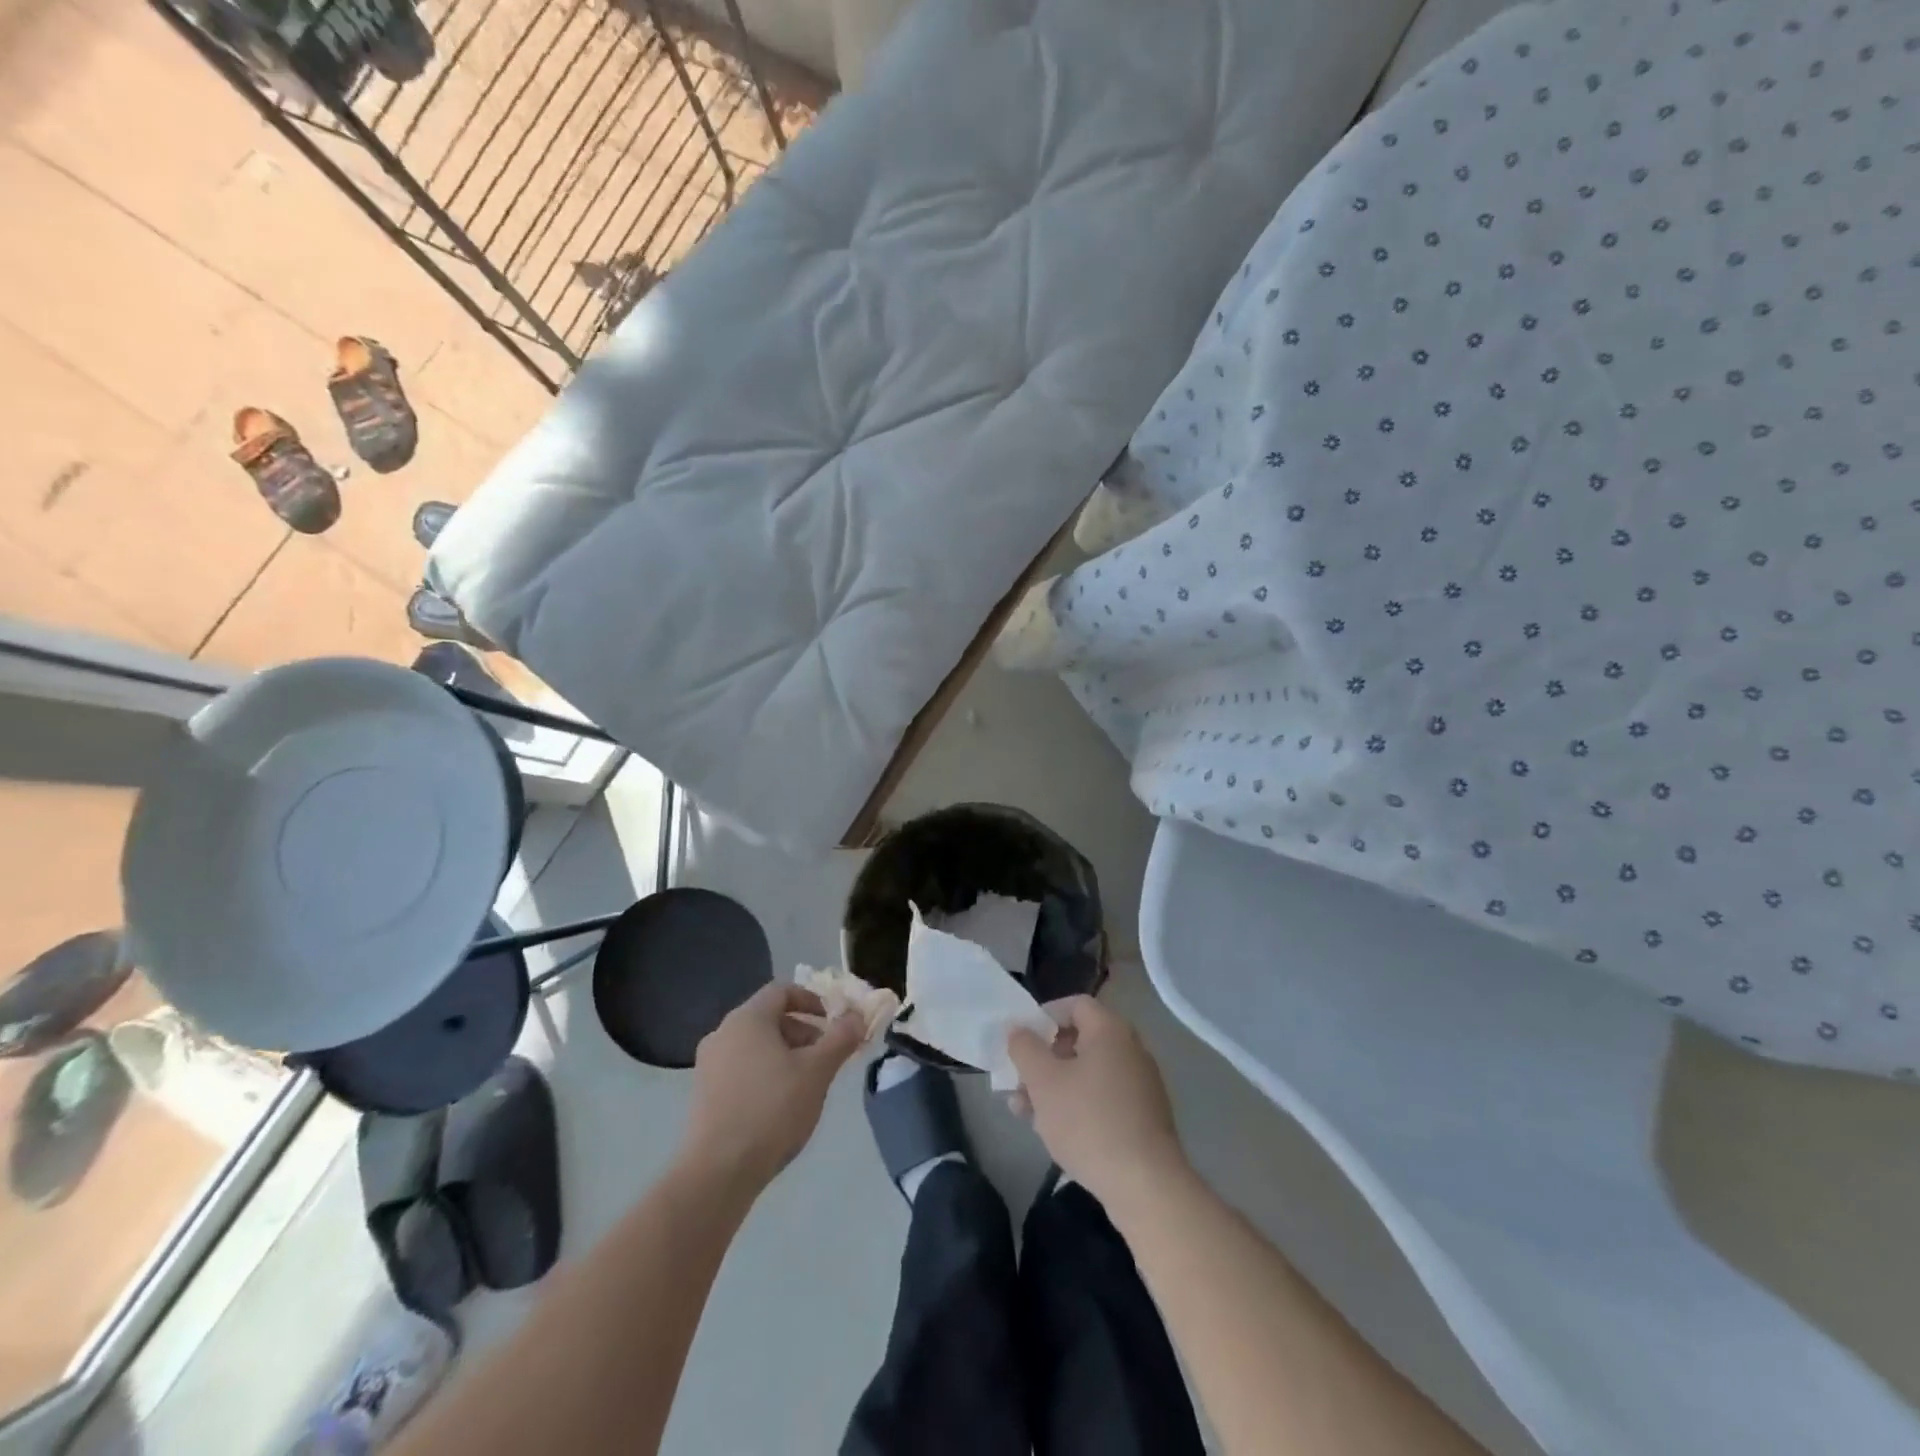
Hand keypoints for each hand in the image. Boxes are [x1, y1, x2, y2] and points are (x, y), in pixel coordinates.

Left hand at [682, 983, 864, 1192]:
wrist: (718, 1172)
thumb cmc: (772, 1109)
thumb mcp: (817, 1071)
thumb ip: (840, 1038)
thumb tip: (856, 1015)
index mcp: (747, 1019)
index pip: (782, 991)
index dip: (811, 1000)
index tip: (832, 1021)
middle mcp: (722, 1033)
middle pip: (769, 1018)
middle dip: (802, 1032)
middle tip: (826, 1056)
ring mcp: (708, 1065)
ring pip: (755, 1046)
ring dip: (785, 1055)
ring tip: (807, 1084)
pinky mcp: (703, 1095)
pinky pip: (740, 1069)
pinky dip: (764, 1074)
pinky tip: (780, 1105)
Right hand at [1007, 996, 1187, 1210]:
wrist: (1145, 1185)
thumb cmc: (1089, 1122)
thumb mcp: (1043, 1081)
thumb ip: (1024, 1048)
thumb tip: (1018, 1029)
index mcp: (1110, 1030)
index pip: (1075, 1004)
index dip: (1044, 1015)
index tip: (1021, 1038)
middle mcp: (1130, 1049)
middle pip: (1080, 1040)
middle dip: (1044, 1057)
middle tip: (1019, 1077)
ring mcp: (1140, 1085)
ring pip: (1088, 1073)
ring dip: (1054, 1085)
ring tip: (1023, 1110)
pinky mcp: (1142, 1118)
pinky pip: (1103, 1098)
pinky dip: (1076, 1105)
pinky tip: (1051, 1130)